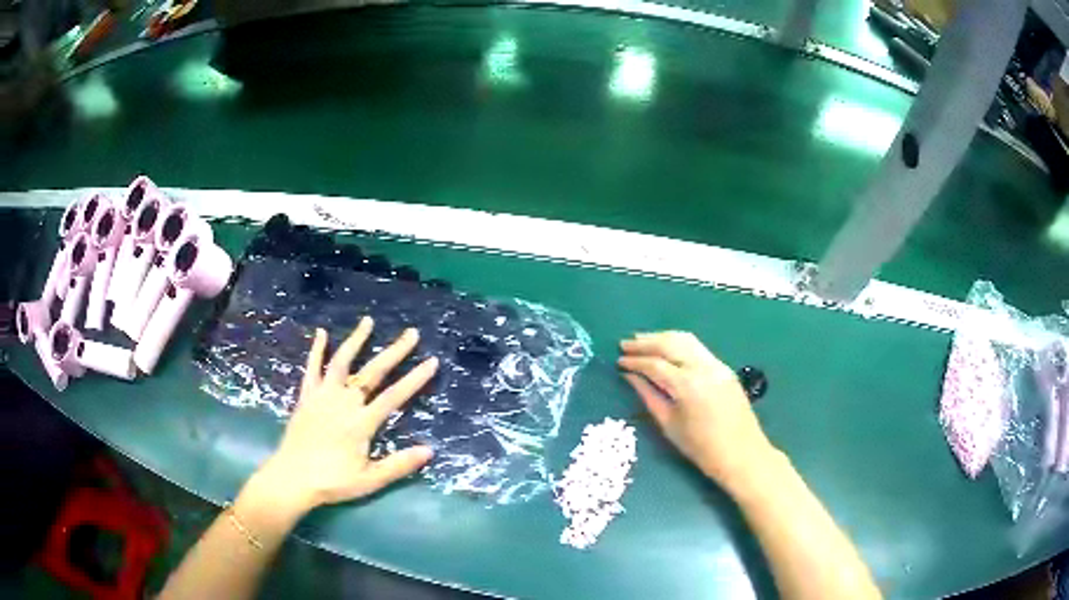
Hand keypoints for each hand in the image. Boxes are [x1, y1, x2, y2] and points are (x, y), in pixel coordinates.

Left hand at [252, 317, 436, 514]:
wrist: (292, 479)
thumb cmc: (332, 482)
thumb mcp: (369, 480)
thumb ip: (399, 464)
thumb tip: (430, 450)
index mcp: (361, 423)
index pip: (394, 397)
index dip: (414, 379)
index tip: (432, 361)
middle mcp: (344, 403)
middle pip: (372, 372)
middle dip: (394, 352)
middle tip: (411, 333)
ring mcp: (323, 396)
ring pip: (341, 362)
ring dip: (356, 340)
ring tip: (368, 321)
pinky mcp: (306, 397)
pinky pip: (312, 369)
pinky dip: (317, 350)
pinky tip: (321, 333)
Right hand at [618, 331, 775, 493]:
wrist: (743, 455)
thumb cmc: (702, 449)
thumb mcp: (669, 426)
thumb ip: (649, 396)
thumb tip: (630, 376)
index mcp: (687, 385)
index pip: (655, 365)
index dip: (634, 362)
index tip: (618, 361)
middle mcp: (703, 367)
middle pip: (670, 344)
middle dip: (646, 342)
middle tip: (624, 344)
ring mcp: (717, 365)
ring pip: (686, 339)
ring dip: (662, 338)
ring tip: (642, 341)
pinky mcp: (724, 368)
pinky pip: (698, 348)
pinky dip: (678, 344)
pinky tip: (666, 350)